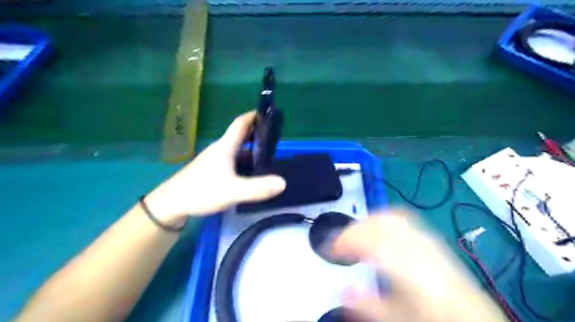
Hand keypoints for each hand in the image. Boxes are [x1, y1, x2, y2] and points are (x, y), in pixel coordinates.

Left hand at [147, 111, 284, 224]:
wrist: (171, 204)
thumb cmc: (201, 191)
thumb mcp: (232, 191)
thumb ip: (257, 188)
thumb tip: (283, 182)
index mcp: (225, 147)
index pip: (240, 124)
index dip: (253, 116)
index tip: (268, 113)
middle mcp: (220, 150)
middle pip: (240, 136)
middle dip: (257, 134)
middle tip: (275, 138)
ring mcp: (215, 161)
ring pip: (236, 150)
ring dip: (251, 150)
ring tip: (268, 156)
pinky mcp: (212, 171)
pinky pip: (232, 161)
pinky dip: (244, 162)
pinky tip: (251, 173)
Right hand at [332, 209, 506, 320]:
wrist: (471, 314)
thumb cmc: (432, 315)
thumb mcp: (398, 317)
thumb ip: (368, 305)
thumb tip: (342, 292)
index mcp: (408, 268)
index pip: (370, 242)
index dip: (346, 241)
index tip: (332, 249)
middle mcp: (416, 246)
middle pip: (378, 224)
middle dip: (354, 229)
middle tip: (340, 243)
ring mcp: (424, 237)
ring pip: (389, 216)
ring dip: (367, 221)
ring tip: (354, 233)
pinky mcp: (428, 236)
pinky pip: (401, 217)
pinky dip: (382, 217)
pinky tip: (376, 226)